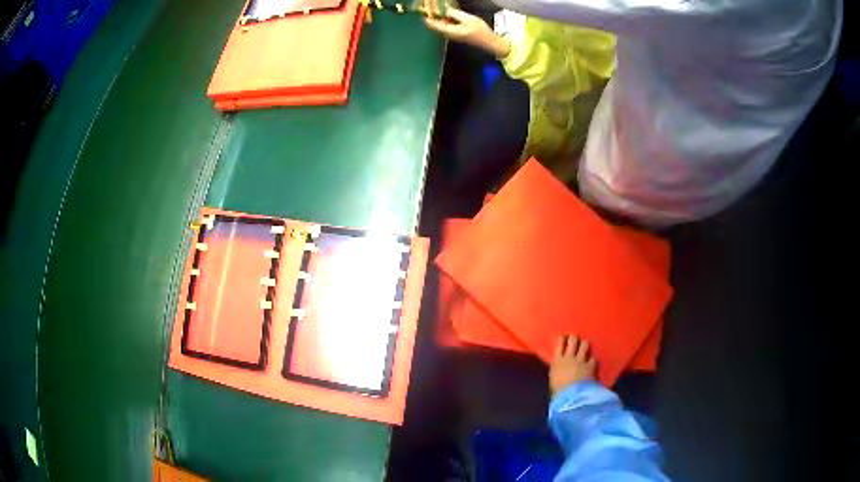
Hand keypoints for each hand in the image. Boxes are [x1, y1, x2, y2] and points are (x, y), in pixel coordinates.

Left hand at [424, 9, 510, 57]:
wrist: (489, 42)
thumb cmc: (481, 31)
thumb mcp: (469, 19)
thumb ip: (455, 14)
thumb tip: (445, 9)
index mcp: (451, 31)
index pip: (434, 25)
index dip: (426, 17)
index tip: (422, 11)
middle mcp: (448, 34)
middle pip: (434, 26)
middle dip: (431, 16)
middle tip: (429, 8)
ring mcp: (451, 35)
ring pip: (439, 25)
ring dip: (436, 17)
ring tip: (435, 9)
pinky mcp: (455, 33)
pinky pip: (444, 26)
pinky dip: (442, 19)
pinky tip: (444, 13)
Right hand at [549, 335, 596, 397]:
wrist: (570, 397)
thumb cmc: (557, 391)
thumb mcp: (553, 379)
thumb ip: (557, 370)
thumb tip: (559, 369)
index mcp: (557, 361)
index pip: (559, 344)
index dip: (562, 338)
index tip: (564, 336)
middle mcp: (569, 357)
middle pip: (572, 340)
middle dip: (574, 338)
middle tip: (575, 338)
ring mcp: (581, 360)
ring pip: (584, 344)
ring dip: (585, 344)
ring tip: (586, 345)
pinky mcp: (590, 365)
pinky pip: (593, 358)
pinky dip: (593, 360)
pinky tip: (593, 362)